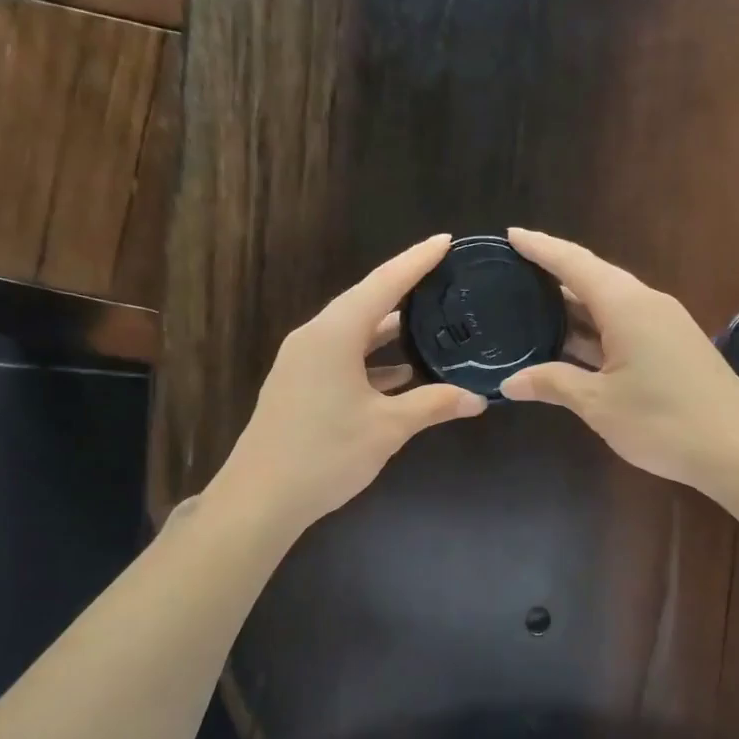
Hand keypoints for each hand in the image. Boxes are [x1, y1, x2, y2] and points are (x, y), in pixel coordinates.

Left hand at [209, 235, 487, 532]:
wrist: (260, 498)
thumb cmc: (325, 453)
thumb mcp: (387, 428)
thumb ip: (433, 405)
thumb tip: (477, 398)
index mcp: (334, 334)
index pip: (383, 284)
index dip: (417, 261)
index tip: (446, 241)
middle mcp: (315, 338)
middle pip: (366, 303)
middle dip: (405, 291)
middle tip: (445, 280)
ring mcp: (302, 362)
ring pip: (354, 333)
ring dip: (389, 330)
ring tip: (431, 322)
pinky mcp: (299, 386)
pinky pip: (343, 358)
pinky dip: (372, 360)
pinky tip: (402, 374)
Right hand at [500, 228, 738, 488]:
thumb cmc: (663, 420)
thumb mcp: (599, 403)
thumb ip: (553, 384)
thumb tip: (510, 382)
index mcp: (626, 305)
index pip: (574, 263)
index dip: (540, 248)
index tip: (510, 234)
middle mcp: (646, 304)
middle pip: (593, 278)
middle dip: (553, 276)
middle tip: (512, 277)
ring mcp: (663, 326)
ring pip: (609, 305)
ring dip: (573, 308)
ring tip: (531, 309)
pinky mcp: (673, 348)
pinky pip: (624, 326)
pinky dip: (593, 330)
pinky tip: (571, 346)